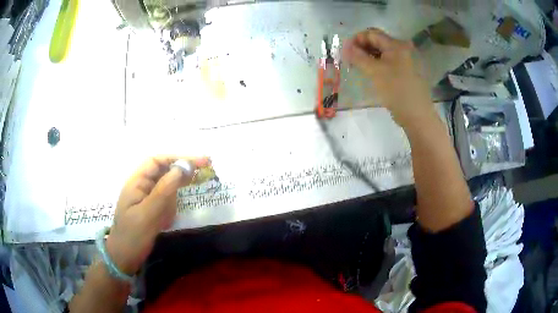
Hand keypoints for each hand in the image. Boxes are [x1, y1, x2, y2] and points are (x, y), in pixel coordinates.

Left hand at [105, 156, 209, 274]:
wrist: (124, 259)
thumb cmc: (133, 236)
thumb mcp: (148, 214)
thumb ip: (164, 190)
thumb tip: (183, 167)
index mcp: (136, 182)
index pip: (157, 161)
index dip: (177, 158)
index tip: (199, 162)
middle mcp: (141, 186)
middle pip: (163, 173)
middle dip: (179, 177)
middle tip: (200, 179)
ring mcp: (146, 199)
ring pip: (166, 190)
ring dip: (171, 202)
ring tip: (164, 219)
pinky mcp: (150, 210)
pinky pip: (165, 204)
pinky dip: (169, 211)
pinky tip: (163, 223)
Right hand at [342, 28, 434, 127]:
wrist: (416, 114)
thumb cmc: (396, 90)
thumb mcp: (374, 71)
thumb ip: (358, 56)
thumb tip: (345, 46)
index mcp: (396, 45)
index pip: (371, 34)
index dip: (356, 39)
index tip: (345, 51)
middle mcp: (402, 49)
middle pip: (377, 41)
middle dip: (361, 48)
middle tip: (349, 60)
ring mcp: (404, 60)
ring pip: (381, 53)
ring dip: (368, 56)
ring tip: (357, 66)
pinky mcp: (405, 71)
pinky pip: (387, 62)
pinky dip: (376, 64)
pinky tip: (369, 72)